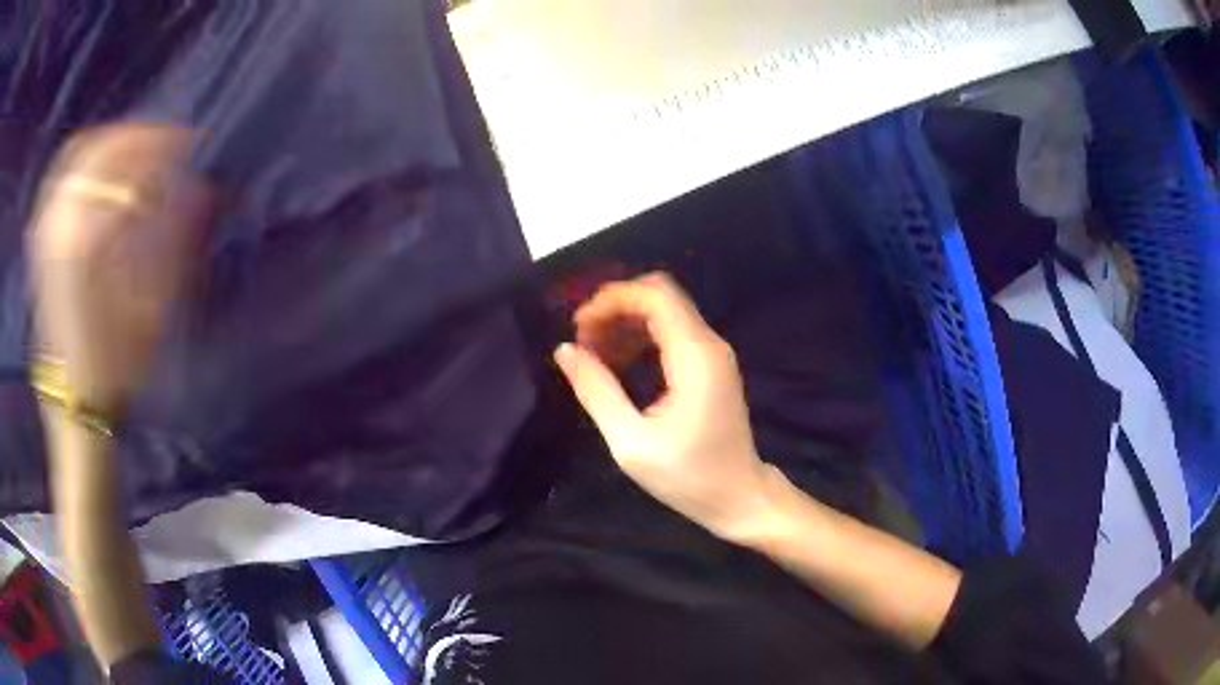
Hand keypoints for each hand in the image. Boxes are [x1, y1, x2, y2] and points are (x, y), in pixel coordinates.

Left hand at [29, 125, 211, 415]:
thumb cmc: (116, 364)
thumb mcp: (154, 311)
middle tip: (166, 142)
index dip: (168, 149)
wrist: (73, 400)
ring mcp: (47, 226)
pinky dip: (80, 156)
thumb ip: (174, 241)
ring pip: (79, 152)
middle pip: (104, 148)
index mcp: (91, 239)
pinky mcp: (40, 237)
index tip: (192, 146)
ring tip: (134, 147)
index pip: (135, 165)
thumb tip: (201, 190)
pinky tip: (95, 162)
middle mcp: (63, 221)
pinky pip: (58, 174)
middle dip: (140, 136)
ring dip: (111, 141)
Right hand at [554, 273, 777, 538]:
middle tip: (584, 340)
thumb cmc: (688, 477)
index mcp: (695, 356)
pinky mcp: (711, 367)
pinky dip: (642, 339)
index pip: (654, 296)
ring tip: (594, 356)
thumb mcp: (631, 442)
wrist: (739, 498)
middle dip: (616, 308)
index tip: (577, 327)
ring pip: (665, 313)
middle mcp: (709, 344)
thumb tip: (565, 351)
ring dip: (626, 323)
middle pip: (660, 296)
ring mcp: (713, 354)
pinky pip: (673, 334)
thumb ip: (597, 391)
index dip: (611, 300)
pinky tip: (620, 366)